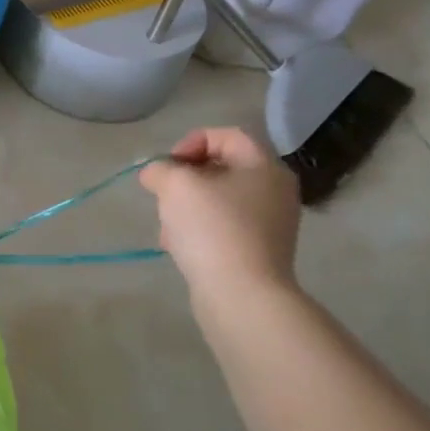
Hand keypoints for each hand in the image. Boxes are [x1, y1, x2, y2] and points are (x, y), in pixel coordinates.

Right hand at [138, 128, 301, 297]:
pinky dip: (199, 231)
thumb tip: (155, 174)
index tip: (168, 166)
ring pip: (217, 200)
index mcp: (264, 166)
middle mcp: (274, 190)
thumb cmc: (213, 228)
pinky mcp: (259, 251)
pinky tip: (179, 248)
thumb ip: (160, 169)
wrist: (241, 295)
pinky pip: (223, 227)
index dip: (190, 142)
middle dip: (184, 179)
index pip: (226, 135)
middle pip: (220, 168)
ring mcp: (270, 223)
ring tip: (168, 227)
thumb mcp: (175, 186)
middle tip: (165, 195)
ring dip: (186, 207)